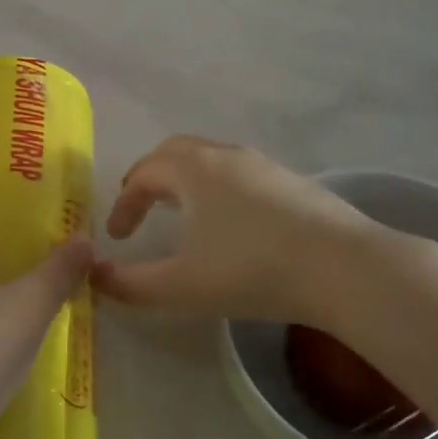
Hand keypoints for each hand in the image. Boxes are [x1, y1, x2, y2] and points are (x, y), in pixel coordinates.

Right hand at [93, 137, 387, 326]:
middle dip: (150, 178)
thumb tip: (94, 277)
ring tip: (182, 213)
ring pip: (211, 159)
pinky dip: (218, 188)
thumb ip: (131, 284)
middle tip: (139, 207)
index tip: (117, 237)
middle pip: (175, 152)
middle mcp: (225, 155)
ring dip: (186, 181)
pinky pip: (240, 173)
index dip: (124, 204)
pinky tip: (231, 222)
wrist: (343, 268)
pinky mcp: (293, 181)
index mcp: (192, 169)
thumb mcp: (181, 286)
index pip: (143, 174)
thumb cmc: (251, 270)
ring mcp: (264, 165)